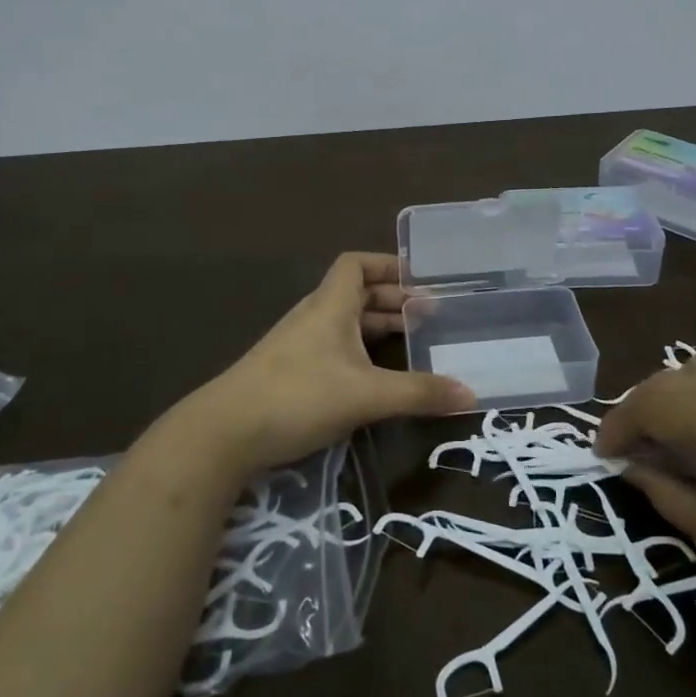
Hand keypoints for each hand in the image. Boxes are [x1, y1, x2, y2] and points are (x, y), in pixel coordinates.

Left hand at [176, 252, 473, 477]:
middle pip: (356, 294)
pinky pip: (333, 349)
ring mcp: (297, 345)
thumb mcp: (366, 396)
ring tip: (410, 346)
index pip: (356, 264)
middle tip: (429, 318)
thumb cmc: (298, 396)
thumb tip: (472, 395)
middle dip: (392, 302)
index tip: (420, 279)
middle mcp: (314, 317)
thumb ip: (418, 394)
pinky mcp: (288, 372)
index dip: (387, 265)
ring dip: (376, 329)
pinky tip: (374, 379)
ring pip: (344, 324)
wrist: (224, 432)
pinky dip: (358, 353)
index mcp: (330, 305)